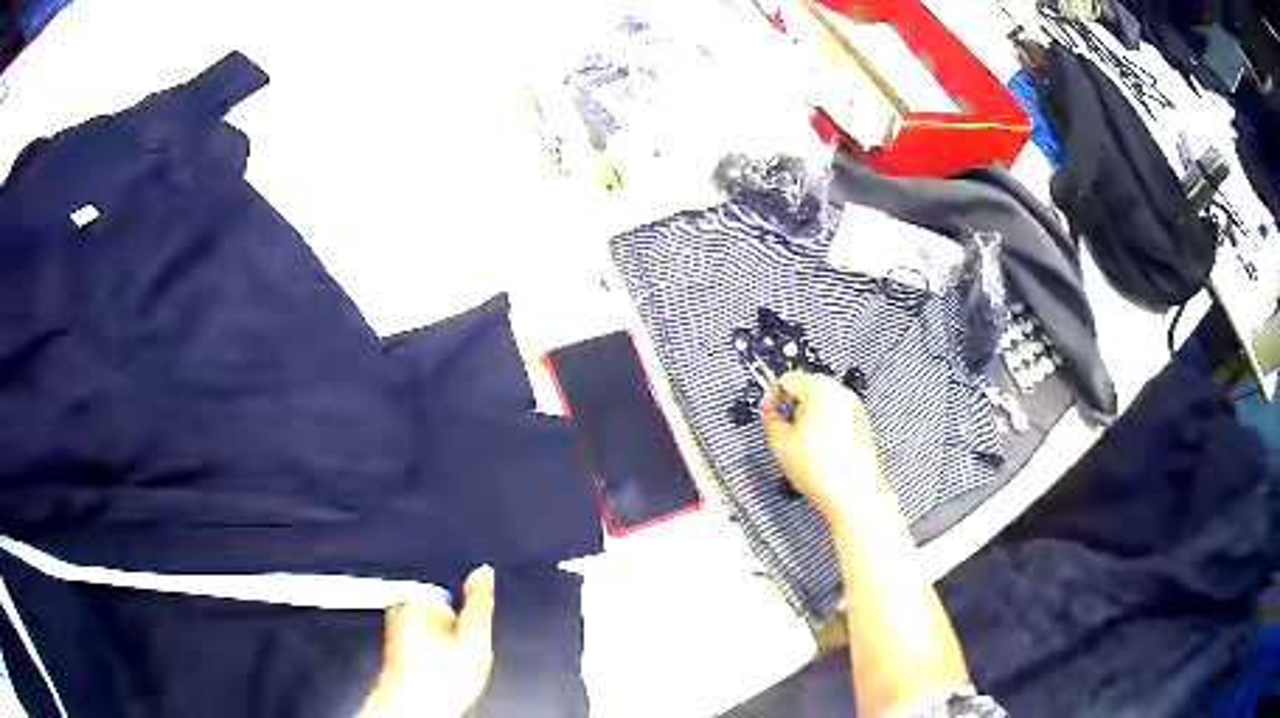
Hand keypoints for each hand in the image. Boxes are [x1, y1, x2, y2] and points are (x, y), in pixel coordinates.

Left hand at [360, 565, 495, 717]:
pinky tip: (435, 677)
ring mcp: (394, 635)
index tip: (469, 640)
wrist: (416, 708)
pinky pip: (419, 653)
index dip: (466, 622)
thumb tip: (484, 571)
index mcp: (416, 601)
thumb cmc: (439, 678)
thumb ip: (479, 600)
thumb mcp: (474, 636)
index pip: (449, 601)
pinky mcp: (394, 655)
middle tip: (459, 658)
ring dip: (440, 651)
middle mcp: (398, 613)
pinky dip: (429, 663)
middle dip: (451, 635)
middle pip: (437, 618)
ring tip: (446, 671)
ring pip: (429, 638)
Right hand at [762, 371, 882, 518]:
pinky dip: (826, 427)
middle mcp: (841, 393)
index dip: (774, 397)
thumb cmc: (821, 469)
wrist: (853, 493)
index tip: (770, 415)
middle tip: (785, 433)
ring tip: (804, 446)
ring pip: (823, 403)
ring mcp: (855, 408)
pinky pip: (836, 416)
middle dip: (794, 407)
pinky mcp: (861, 425)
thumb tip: (771, 410)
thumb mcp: (780, 442)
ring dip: (809, 417)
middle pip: (808, 388)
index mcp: (820, 389)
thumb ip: (770, 418)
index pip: (788, 379)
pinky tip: (820, 452)